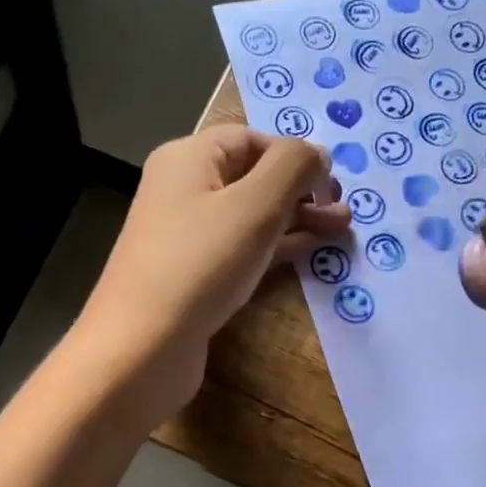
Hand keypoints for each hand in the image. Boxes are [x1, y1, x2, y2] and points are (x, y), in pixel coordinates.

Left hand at [75, 125, 348, 421]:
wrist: (142, 347)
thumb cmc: (200, 264)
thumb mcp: (255, 205)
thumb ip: (293, 168)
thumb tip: (318, 153)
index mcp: (188, 159)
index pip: (251, 139)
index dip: (294, 155)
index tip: (332, 183)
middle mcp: (182, 191)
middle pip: (252, 177)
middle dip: (301, 191)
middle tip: (343, 212)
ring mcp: (185, 238)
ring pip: (249, 217)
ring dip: (295, 220)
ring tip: (339, 231)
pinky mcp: (193, 278)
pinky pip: (240, 251)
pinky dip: (274, 248)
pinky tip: (306, 253)